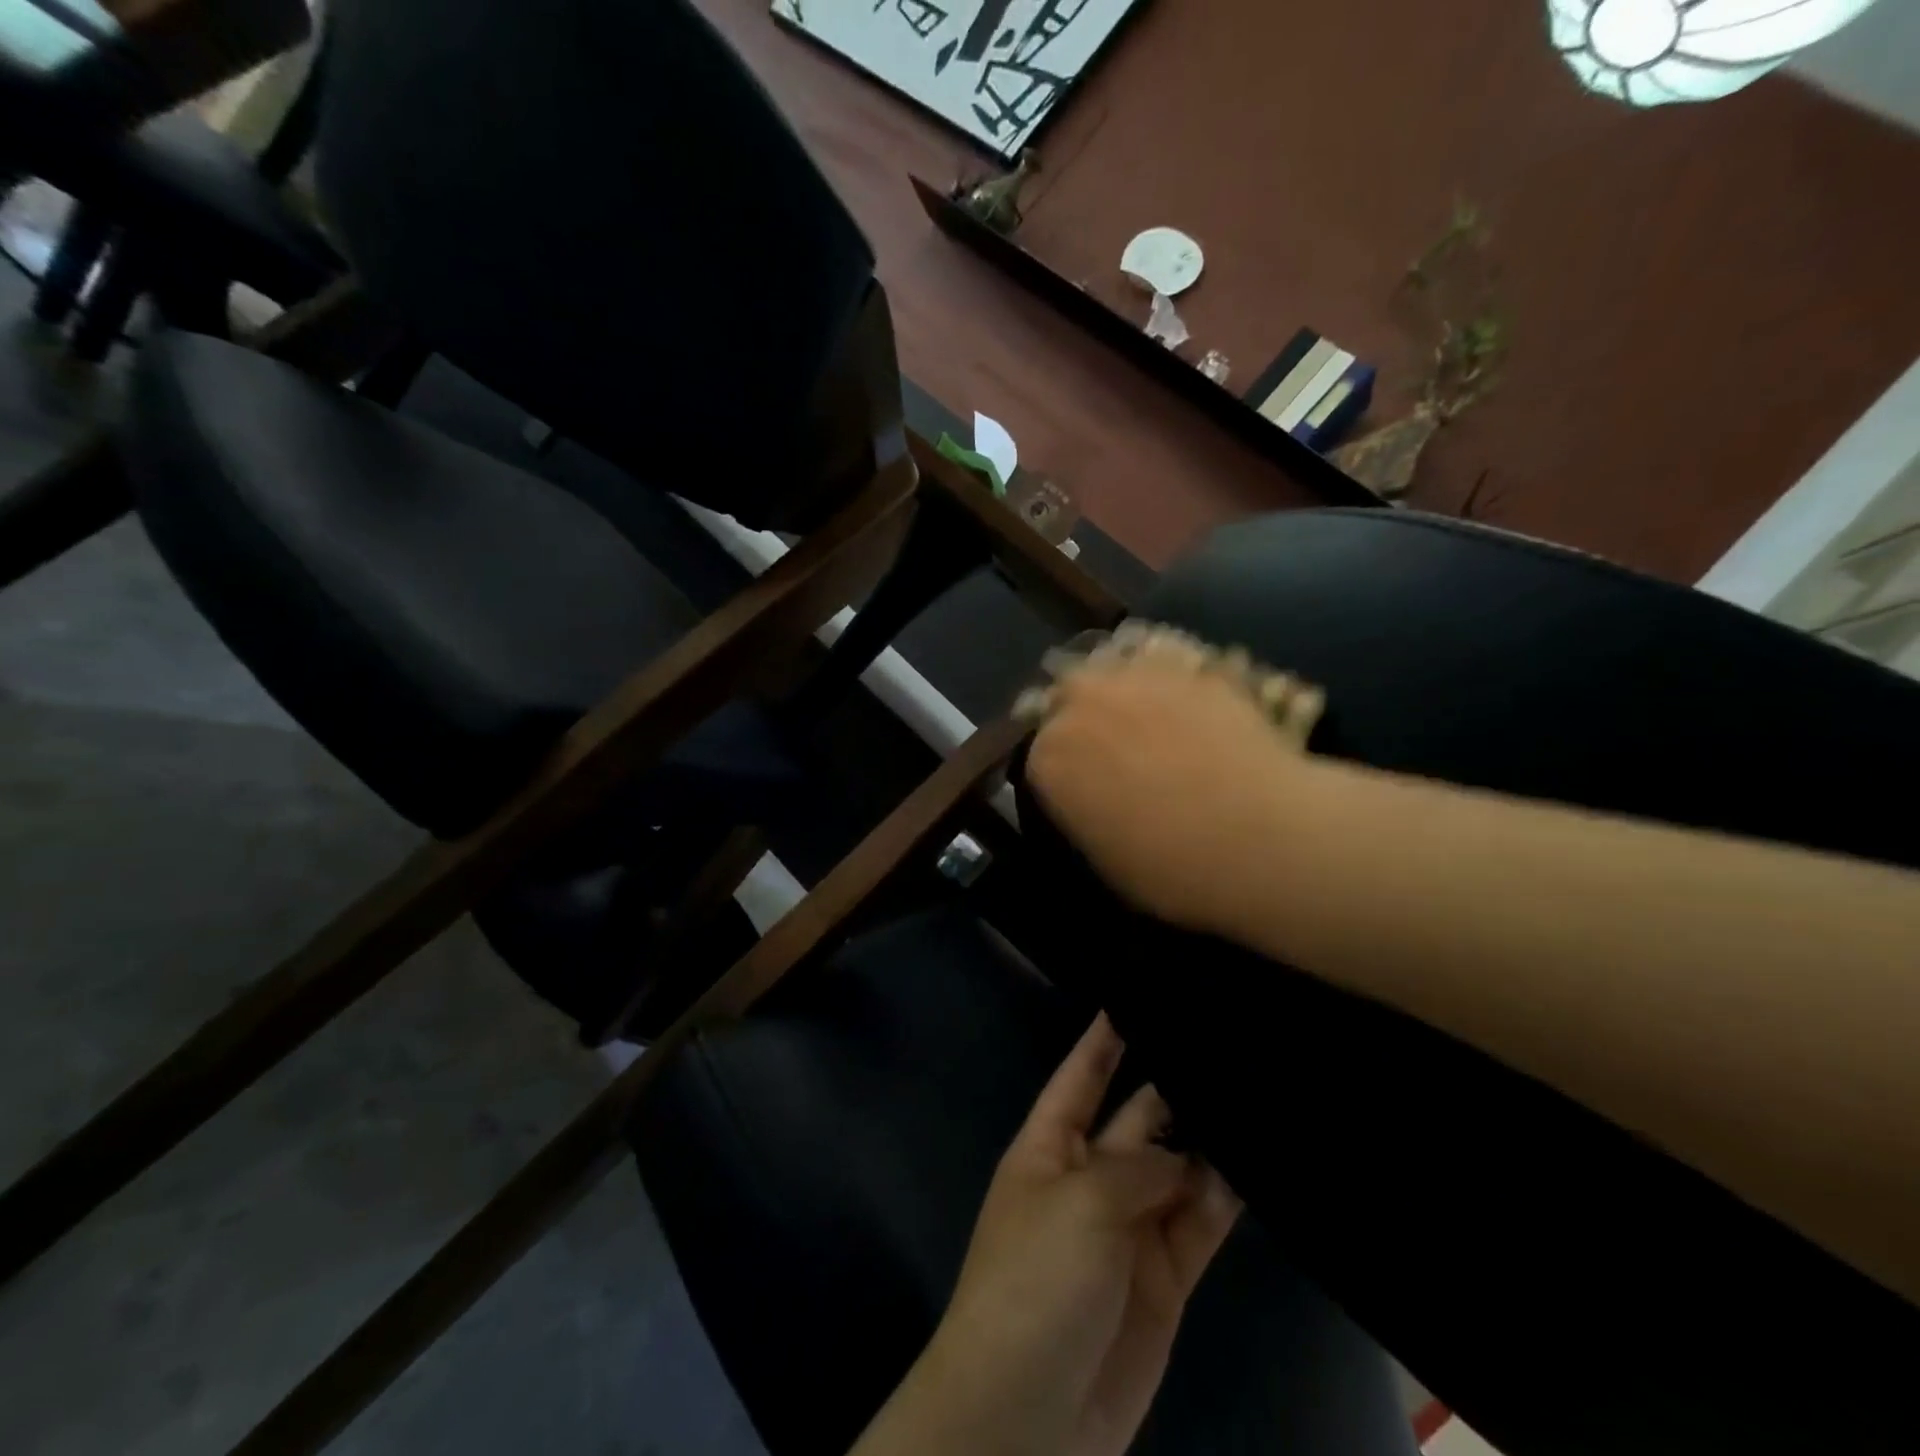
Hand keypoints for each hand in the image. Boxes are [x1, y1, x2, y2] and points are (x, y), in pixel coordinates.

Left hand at [854, 1016, 1240, 1455]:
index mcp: (1049, 1145)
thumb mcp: (1079, 1204)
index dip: (1103, 1038)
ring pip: (1175, 1169)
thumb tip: (1191, 1160)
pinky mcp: (1165, 1277)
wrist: (1031, 1413)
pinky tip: (1257, 1164)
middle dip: (1172, 1086)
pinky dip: (1223, 1198)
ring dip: (1208, 1140)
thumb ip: (1139, 1169)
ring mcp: (1129, 1226)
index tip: (1135, 991)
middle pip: (1137, 1118)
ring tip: (1254, 1092)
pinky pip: (1198, 1223)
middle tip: (1223, 1044)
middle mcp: (1090, 1176)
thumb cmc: (1035, 1280)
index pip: (1080, 1075)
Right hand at [1023, 623, 1323, 939]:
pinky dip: (1173, 681)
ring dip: (1123, 688)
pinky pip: (1168, 664)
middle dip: (1083, 712)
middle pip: (1068, 694)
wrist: (1257, 836)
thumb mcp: (1106, 856)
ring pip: (1114, 668)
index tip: (1085, 784)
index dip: (1064, 767)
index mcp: (1050, 757)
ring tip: (1151, 715)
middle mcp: (1082, 704)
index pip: (1040, 752)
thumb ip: (1086, 811)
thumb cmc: (1170, 867)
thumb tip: (1095, 797)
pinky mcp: (1191, 667)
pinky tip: (1194, 706)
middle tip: (1114, 743)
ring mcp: (1137, 677)